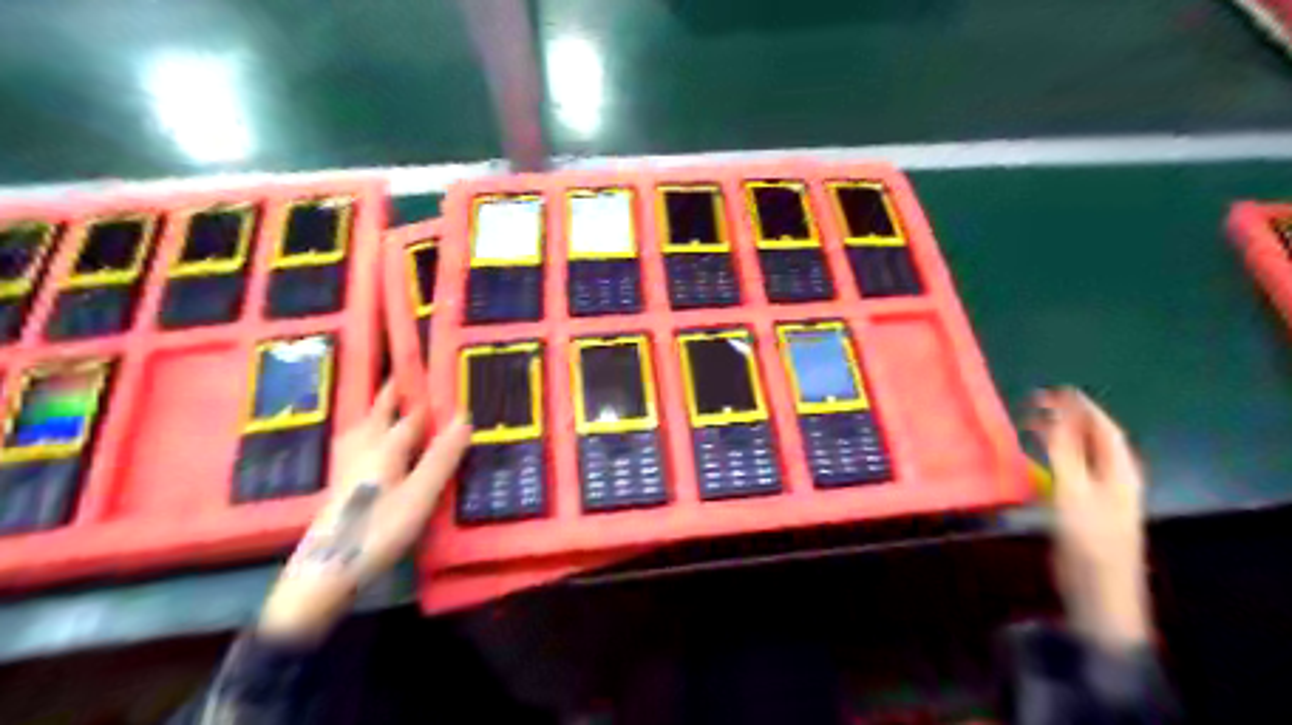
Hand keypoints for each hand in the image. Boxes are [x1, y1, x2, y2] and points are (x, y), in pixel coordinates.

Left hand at [255, 386, 469, 640]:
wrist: (326, 570)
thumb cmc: (379, 528)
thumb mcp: (421, 494)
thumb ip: (442, 456)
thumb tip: (464, 416)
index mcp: (385, 447)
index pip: (411, 416)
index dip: (426, 398)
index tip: (436, 376)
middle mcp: (364, 450)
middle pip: (378, 415)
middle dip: (390, 394)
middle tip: (400, 374)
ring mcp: (347, 468)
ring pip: (361, 429)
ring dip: (373, 412)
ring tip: (381, 405)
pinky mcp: (340, 486)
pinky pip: (355, 445)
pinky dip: (364, 433)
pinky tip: (363, 446)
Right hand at [1030, 389, 1150, 653]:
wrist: (1097, 587)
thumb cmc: (1088, 537)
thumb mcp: (1074, 490)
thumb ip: (1064, 451)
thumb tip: (1055, 414)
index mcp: (1120, 471)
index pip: (1104, 429)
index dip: (1083, 408)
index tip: (1059, 390)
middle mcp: (1113, 478)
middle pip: (1093, 440)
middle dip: (1069, 419)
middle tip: (1039, 402)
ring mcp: (1098, 494)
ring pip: (1080, 455)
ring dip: (1059, 437)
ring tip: (1034, 422)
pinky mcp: (1082, 508)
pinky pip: (1069, 471)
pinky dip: (1053, 457)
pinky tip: (1036, 456)